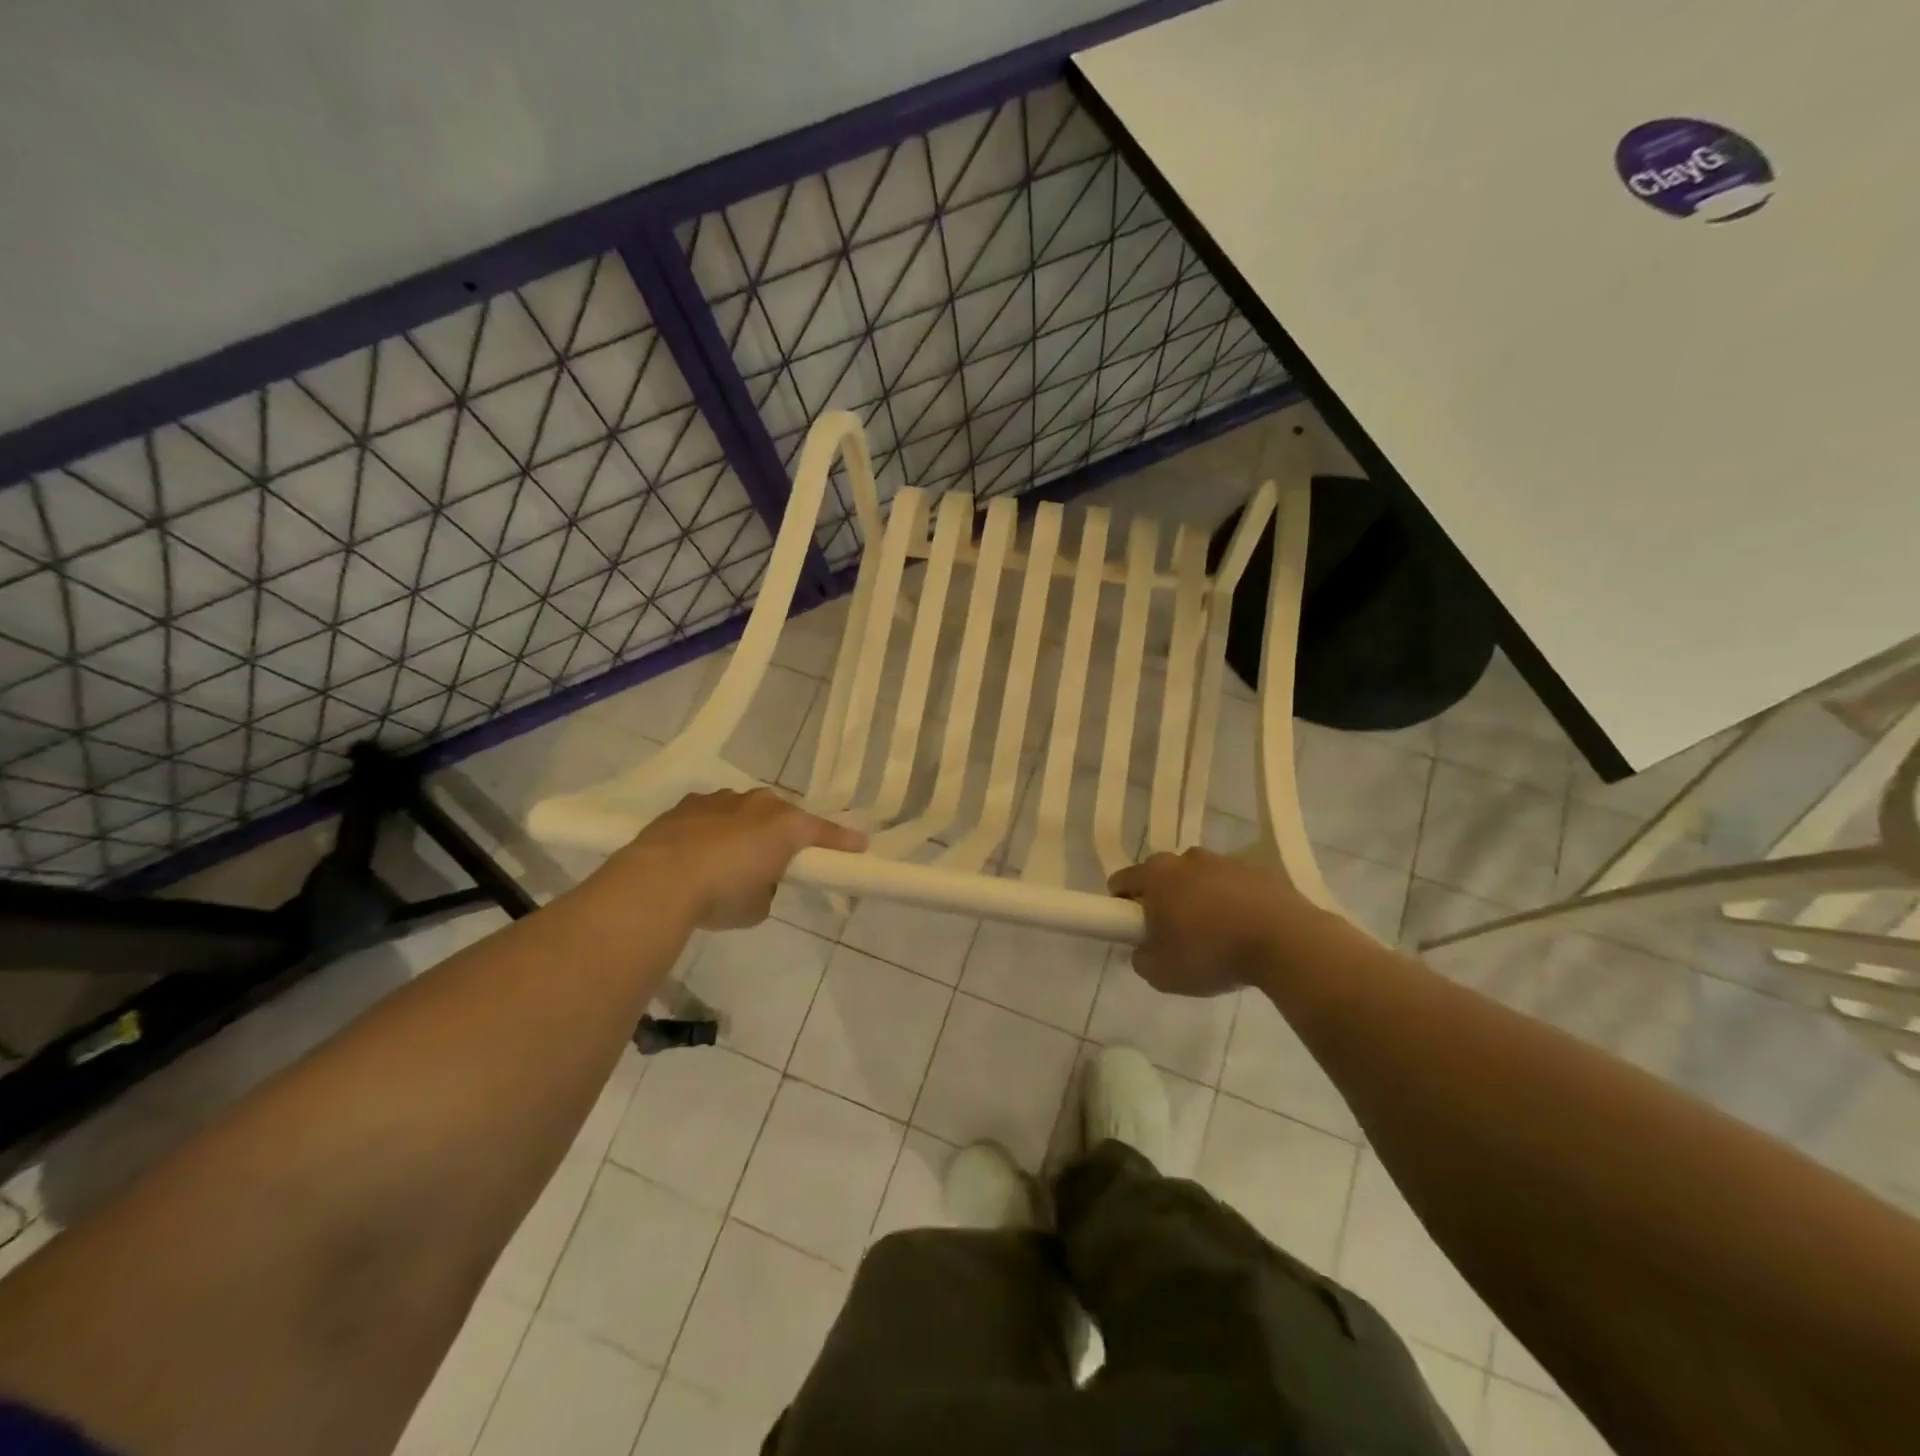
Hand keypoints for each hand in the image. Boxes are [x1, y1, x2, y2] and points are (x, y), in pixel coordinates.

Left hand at [604, 788, 865, 929]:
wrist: (658, 881)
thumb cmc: (721, 895)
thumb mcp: (758, 906)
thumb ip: (767, 890)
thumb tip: (756, 883)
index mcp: (785, 826)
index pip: (823, 832)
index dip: (842, 841)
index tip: (859, 846)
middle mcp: (758, 804)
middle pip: (781, 815)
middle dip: (783, 833)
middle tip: (778, 859)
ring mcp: (721, 800)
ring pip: (744, 810)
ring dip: (745, 828)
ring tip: (731, 858)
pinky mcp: (687, 805)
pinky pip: (711, 815)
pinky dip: (712, 829)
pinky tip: (699, 852)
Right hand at [1108, 847, 1318, 996]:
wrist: (1286, 943)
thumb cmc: (1212, 953)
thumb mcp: (1162, 973)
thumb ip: (1142, 958)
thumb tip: (1144, 949)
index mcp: (1157, 875)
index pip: (1122, 880)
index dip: (1120, 904)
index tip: (1133, 928)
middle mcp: (1187, 859)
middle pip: (1162, 875)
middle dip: (1162, 899)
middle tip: (1173, 934)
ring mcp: (1226, 861)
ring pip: (1200, 878)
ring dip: (1199, 898)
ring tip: (1215, 934)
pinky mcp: (1259, 871)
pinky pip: (1233, 885)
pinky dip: (1232, 901)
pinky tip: (1244, 930)